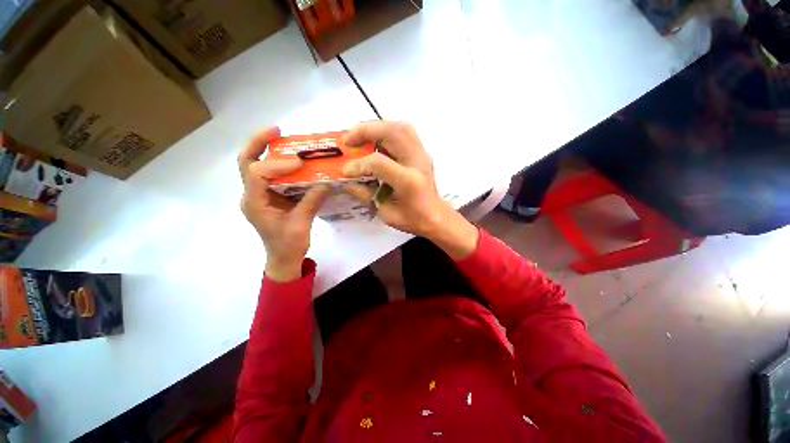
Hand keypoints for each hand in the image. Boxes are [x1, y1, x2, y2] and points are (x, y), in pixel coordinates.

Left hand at [239, 127, 330, 281]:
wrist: (282, 259)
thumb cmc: (288, 246)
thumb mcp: (301, 225)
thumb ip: (311, 202)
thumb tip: (327, 182)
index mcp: (255, 203)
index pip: (257, 174)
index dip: (277, 164)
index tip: (300, 163)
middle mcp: (252, 195)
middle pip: (246, 162)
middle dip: (259, 143)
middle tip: (276, 130)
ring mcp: (259, 195)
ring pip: (255, 165)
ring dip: (267, 150)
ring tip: (284, 139)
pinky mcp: (269, 196)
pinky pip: (270, 175)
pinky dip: (279, 164)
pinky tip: (294, 160)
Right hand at [341, 121, 478, 258]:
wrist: (435, 216)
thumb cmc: (412, 219)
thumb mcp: (385, 213)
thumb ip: (365, 195)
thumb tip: (346, 180)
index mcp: (409, 182)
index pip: (379, 163)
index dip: (358, 165)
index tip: (346, 171)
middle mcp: (417, 162)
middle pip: (392, 133)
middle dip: (365, 131)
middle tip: (347, 140)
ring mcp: (422, 155)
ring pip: (400, 127)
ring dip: (376, 127)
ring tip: (360, 137)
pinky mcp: (422, 152)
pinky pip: (404, 132)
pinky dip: (386, 131)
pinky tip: (375, 141)